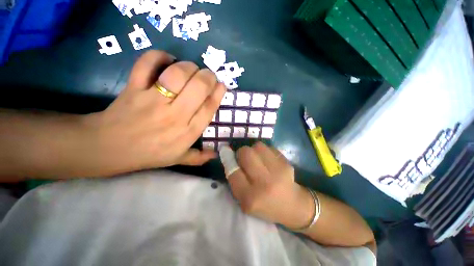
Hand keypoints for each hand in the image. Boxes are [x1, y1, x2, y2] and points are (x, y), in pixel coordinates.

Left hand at [83, 50, 225, 174]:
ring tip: (191, 69)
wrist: (110, 148)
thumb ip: (199, 158)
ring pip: (177, 74)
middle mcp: (175, 115)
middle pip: (199, 87)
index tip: (222, 86)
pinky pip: (147, 65)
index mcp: (188, 132)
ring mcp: (153, 100)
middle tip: (208, 76)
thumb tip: (215, 154)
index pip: (209, 108)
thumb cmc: (149, 154)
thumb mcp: (178, 159)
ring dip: (189, 67)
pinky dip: (158, 57)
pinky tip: (166, 59)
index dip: (218, 94)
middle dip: (208, 77)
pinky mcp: (134, 88)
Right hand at [226, 142, 314, 228]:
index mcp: (250, 197)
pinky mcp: (286, 163)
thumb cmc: (265, 206)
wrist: (293, 206)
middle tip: (244, 158)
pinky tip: (268, 160)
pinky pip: (269, 148)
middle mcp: (264, 183)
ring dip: (254, 150)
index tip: (226, 152)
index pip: (233, 171)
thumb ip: (235, 181)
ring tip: (257, 158)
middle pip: (246, 153)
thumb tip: (228, 156)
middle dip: (241, 152)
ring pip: (258, 146)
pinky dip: (265, 151)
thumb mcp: (245, 201)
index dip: (228, 159)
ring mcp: (277, 172)